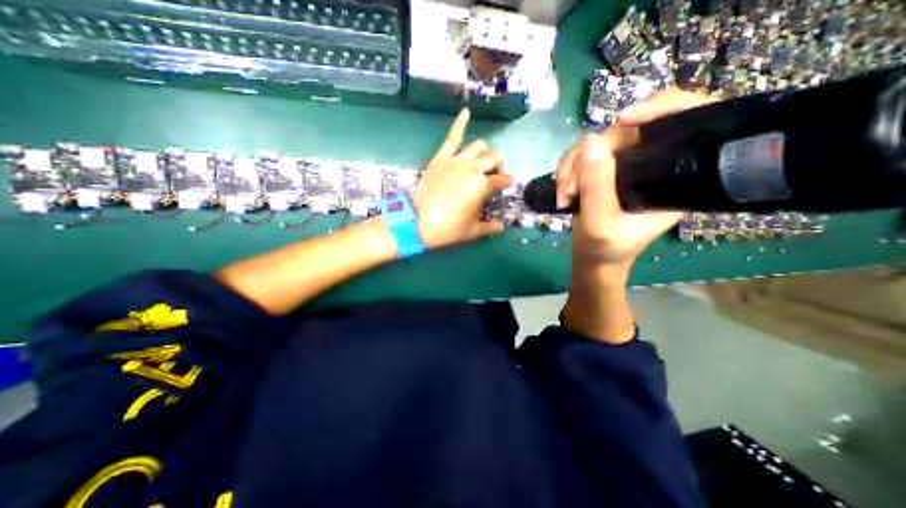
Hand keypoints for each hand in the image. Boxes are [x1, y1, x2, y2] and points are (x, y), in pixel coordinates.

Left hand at [413, 107, 513, 248]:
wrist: (418, 222)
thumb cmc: (448, 228)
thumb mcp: (473, 231)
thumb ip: (490, 227)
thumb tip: (501, 226)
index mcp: (482, 186)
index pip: (501, 179)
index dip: (506, 182)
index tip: (507, 184)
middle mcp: (473, 168)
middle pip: (494, 158)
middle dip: (499, 165)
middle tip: (494, 176)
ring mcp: (456, 160)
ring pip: (478, 145)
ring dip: (485, 152)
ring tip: (482, 161)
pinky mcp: (440, 158)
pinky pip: (452, 137)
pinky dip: (460, 123)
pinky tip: (466, 111)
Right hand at [553, 89, 714, 266]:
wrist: (593, 256)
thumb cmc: (606, 248)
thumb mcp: (600, 225)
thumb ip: (596, 187)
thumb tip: (590, 141)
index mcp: (674, 176)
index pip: (688, 119)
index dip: (663, 106)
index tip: (623, 120)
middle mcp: (653, 162)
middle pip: (627, 130)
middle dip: (591, 155)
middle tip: (570, 187)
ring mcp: (625, 164)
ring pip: (597, 142)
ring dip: (571, 166)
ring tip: (564, 195)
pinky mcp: (604, 168)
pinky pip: (581, 154)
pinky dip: (566, 170)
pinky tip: (562, 191)